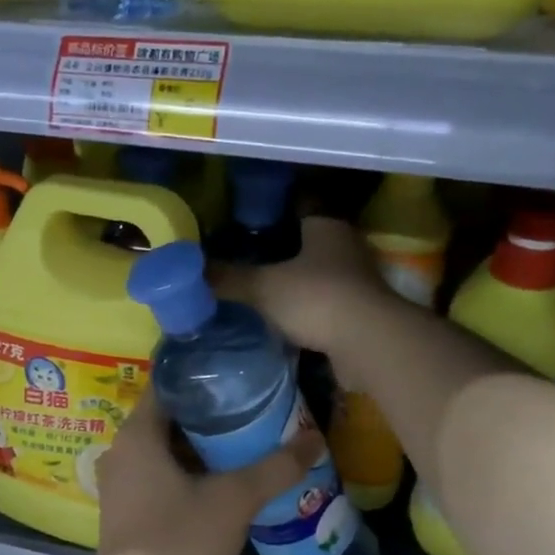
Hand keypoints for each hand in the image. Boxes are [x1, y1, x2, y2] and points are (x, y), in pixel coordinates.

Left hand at [92, 390, 320, 554]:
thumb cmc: (181, 540)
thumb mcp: (235, 500)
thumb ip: (276, 467)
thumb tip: (316, 438)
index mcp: (137, 434)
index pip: (169, 384)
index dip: (204, 376)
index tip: (239, 375)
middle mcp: (121, 450)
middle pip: (169, 417)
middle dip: (209, 413)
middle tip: (252, 408)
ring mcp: (119, 482)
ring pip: (164, 448)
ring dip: (199, 445)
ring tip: (244, 440)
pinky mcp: (125, 508)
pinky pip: (157, 473)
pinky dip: (186, 470)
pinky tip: (219, 479)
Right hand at [215, 216, 396, 356]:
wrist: (368, 343)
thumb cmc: (317, 298)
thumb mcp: (263, 287)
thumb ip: (228, 278)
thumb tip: (185, 271)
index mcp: (327, 228)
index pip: (302, 210)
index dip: (277, 216)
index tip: (250, 227)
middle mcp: (347, 249)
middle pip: (311, 246)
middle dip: (285, 254)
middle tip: (250, 264)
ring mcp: (359, 284)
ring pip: (321, 278)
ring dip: (299, 287)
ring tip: (264, 296)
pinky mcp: (362, 316)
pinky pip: (328, 309)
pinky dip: (310, 315)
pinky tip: (286, 325)